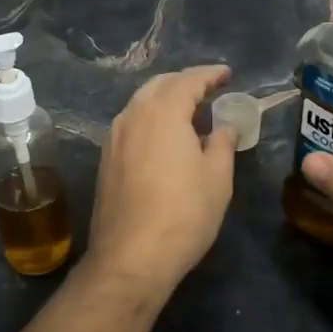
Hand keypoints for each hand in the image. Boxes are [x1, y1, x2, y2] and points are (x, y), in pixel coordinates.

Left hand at [85, 65, 236, 296]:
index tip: (227, 74)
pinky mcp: (105, 160)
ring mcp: (113, 138)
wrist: (131, 257)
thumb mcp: (217, 177)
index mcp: (162, 112)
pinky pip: (131, 125)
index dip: (210, 74)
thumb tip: (224, 127)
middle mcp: (132, 116)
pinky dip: (150, 119)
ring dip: (165, 100)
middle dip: (184, 82)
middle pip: (159, 85)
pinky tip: (164, 136)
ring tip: (188, 110)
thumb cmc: (184, 213)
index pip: (188, 80)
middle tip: (208, 88)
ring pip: (140, 104)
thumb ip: (222, 143)